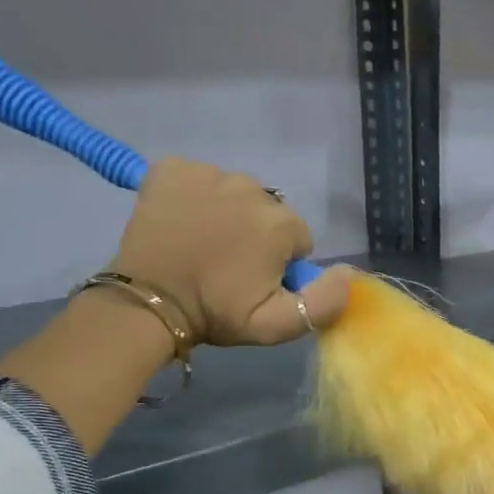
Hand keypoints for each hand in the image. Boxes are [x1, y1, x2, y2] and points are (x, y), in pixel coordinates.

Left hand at [109, 157, 349, 345]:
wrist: (147, 301)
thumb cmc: (215, 313)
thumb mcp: (278, 326)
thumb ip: (324, 303)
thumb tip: (347, 272)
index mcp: (280, 224)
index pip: (297, 239)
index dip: (280, 263)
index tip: (254, 281)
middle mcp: (250, 188)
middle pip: (267, 212)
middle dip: (255, 236)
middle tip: (227, 266)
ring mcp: (208, 173)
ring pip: (234, 193)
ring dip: (226, 214)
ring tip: (202, 245)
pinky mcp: (172, 168)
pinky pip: (198, 178)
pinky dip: (193, 196)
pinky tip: (182, 222)